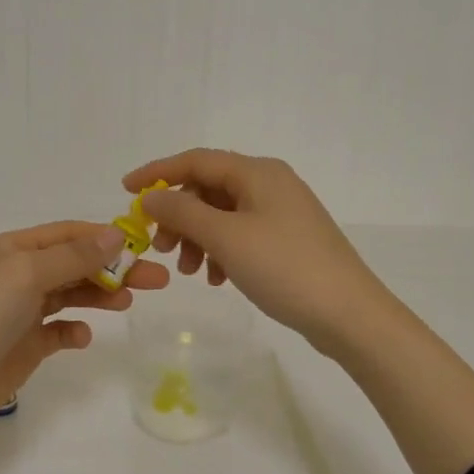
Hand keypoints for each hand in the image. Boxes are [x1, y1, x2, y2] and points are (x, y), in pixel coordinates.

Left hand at [0, 221, 168, 473]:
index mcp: (12, 249)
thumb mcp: (27, 274)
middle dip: (114, 268)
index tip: (144, 247)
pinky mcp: (25, 345)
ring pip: (71, 295)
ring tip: (127, 302)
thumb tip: (116, 233)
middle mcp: (17, 275)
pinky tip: (82, 337)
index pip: (67, 234)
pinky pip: (59, 331)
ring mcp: (20, 312)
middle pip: (75, 264)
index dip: (105, 237)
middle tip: (156, 280)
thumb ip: (74, 256)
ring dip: (100, 295)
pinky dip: (74, 330)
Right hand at [123, 149, 392, 358]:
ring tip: (189, 272)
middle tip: (160, 247)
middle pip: (208, 188)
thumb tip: (151, 195)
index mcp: (257, 172)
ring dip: (197, 238)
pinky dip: (220, 251)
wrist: (348, 314)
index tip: (125, 191)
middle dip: (178, 215)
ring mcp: (281, 213)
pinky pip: (240, 235)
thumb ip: (182, 212)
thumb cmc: (284, 267)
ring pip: (222, 215)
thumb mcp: (226, 237)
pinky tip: (216, 279)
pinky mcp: (287, 240)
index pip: (195, 160)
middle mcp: (270, 184)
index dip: (156, 172)